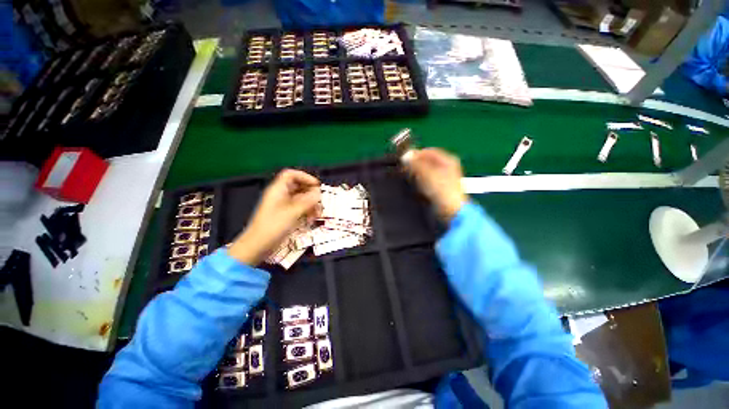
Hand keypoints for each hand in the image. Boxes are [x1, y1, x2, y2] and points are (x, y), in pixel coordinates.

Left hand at [229, 169, 320, 264]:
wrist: (257, 246)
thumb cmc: (273, 226)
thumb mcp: (292, 212)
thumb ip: (307, 201)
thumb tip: (319, 192)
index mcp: (278, 190)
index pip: (291, 175)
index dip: (305, 177)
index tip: (317, 186)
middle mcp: (281, 195)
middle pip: (298, 186)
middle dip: (310, 193)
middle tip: (320, 201)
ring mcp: (283, 205)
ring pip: (300, 198)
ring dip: (310, 204)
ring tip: (317, 214)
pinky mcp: (285, 215)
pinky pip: (298, 208)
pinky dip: (306, 211)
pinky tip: (311, 220)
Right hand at [406, 148, 467, 221]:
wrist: (451, 211)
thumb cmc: (441, 190)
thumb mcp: (427, 174)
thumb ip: (415, 164)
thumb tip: (405, 156)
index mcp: (448, 159)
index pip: (428, 151)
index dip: (415, 154)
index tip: (404, 160)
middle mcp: (448, 166)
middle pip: (427, 161)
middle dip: (415, 164)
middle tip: (405, 169)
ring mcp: (445, 178)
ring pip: (427, 171)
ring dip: (417, 173)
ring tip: (409, 177)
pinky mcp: (441, 188)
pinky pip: (428, 180)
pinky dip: (421, 180)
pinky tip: (416, 185)